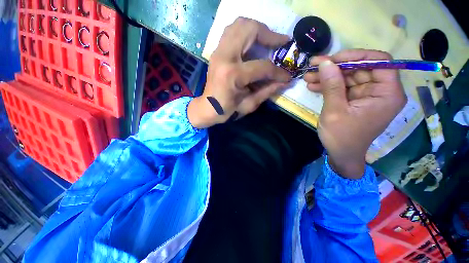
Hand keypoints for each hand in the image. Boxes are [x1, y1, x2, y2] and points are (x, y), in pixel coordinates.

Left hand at [188, 17, 290, 128]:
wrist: (208, 108)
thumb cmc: (227, 110)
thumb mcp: (249, 104)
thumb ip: (268, 91)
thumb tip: (285, 81)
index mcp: (233, 74)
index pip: (262, 66)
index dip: (278, 71)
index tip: (287, 75)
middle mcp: (225, 56)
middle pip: (250, 30)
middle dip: (270, 35)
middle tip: (280, 44)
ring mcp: (218, 51)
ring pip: (240, 24)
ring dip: (257, 30)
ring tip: (268, 41)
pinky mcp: (217, 51)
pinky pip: (232, 31)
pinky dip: (246, 32)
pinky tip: (253, 43)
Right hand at [304, 49, 406, 178]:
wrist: (340, 154)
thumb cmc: (341, 137)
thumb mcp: (335, 111)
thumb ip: (332, 85)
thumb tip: (325, 62)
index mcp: (387, 94)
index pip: (380, 62)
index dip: (356, 56)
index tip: (332, 58)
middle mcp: (381, 91)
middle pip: (360, 68)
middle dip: (335, 66)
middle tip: (313, 66)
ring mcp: (367, 95)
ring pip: (348, 77)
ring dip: (328, 76)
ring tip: (308, 76)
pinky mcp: (356, 100)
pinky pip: (343, 87)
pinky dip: (328, 85)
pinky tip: (313, 85)